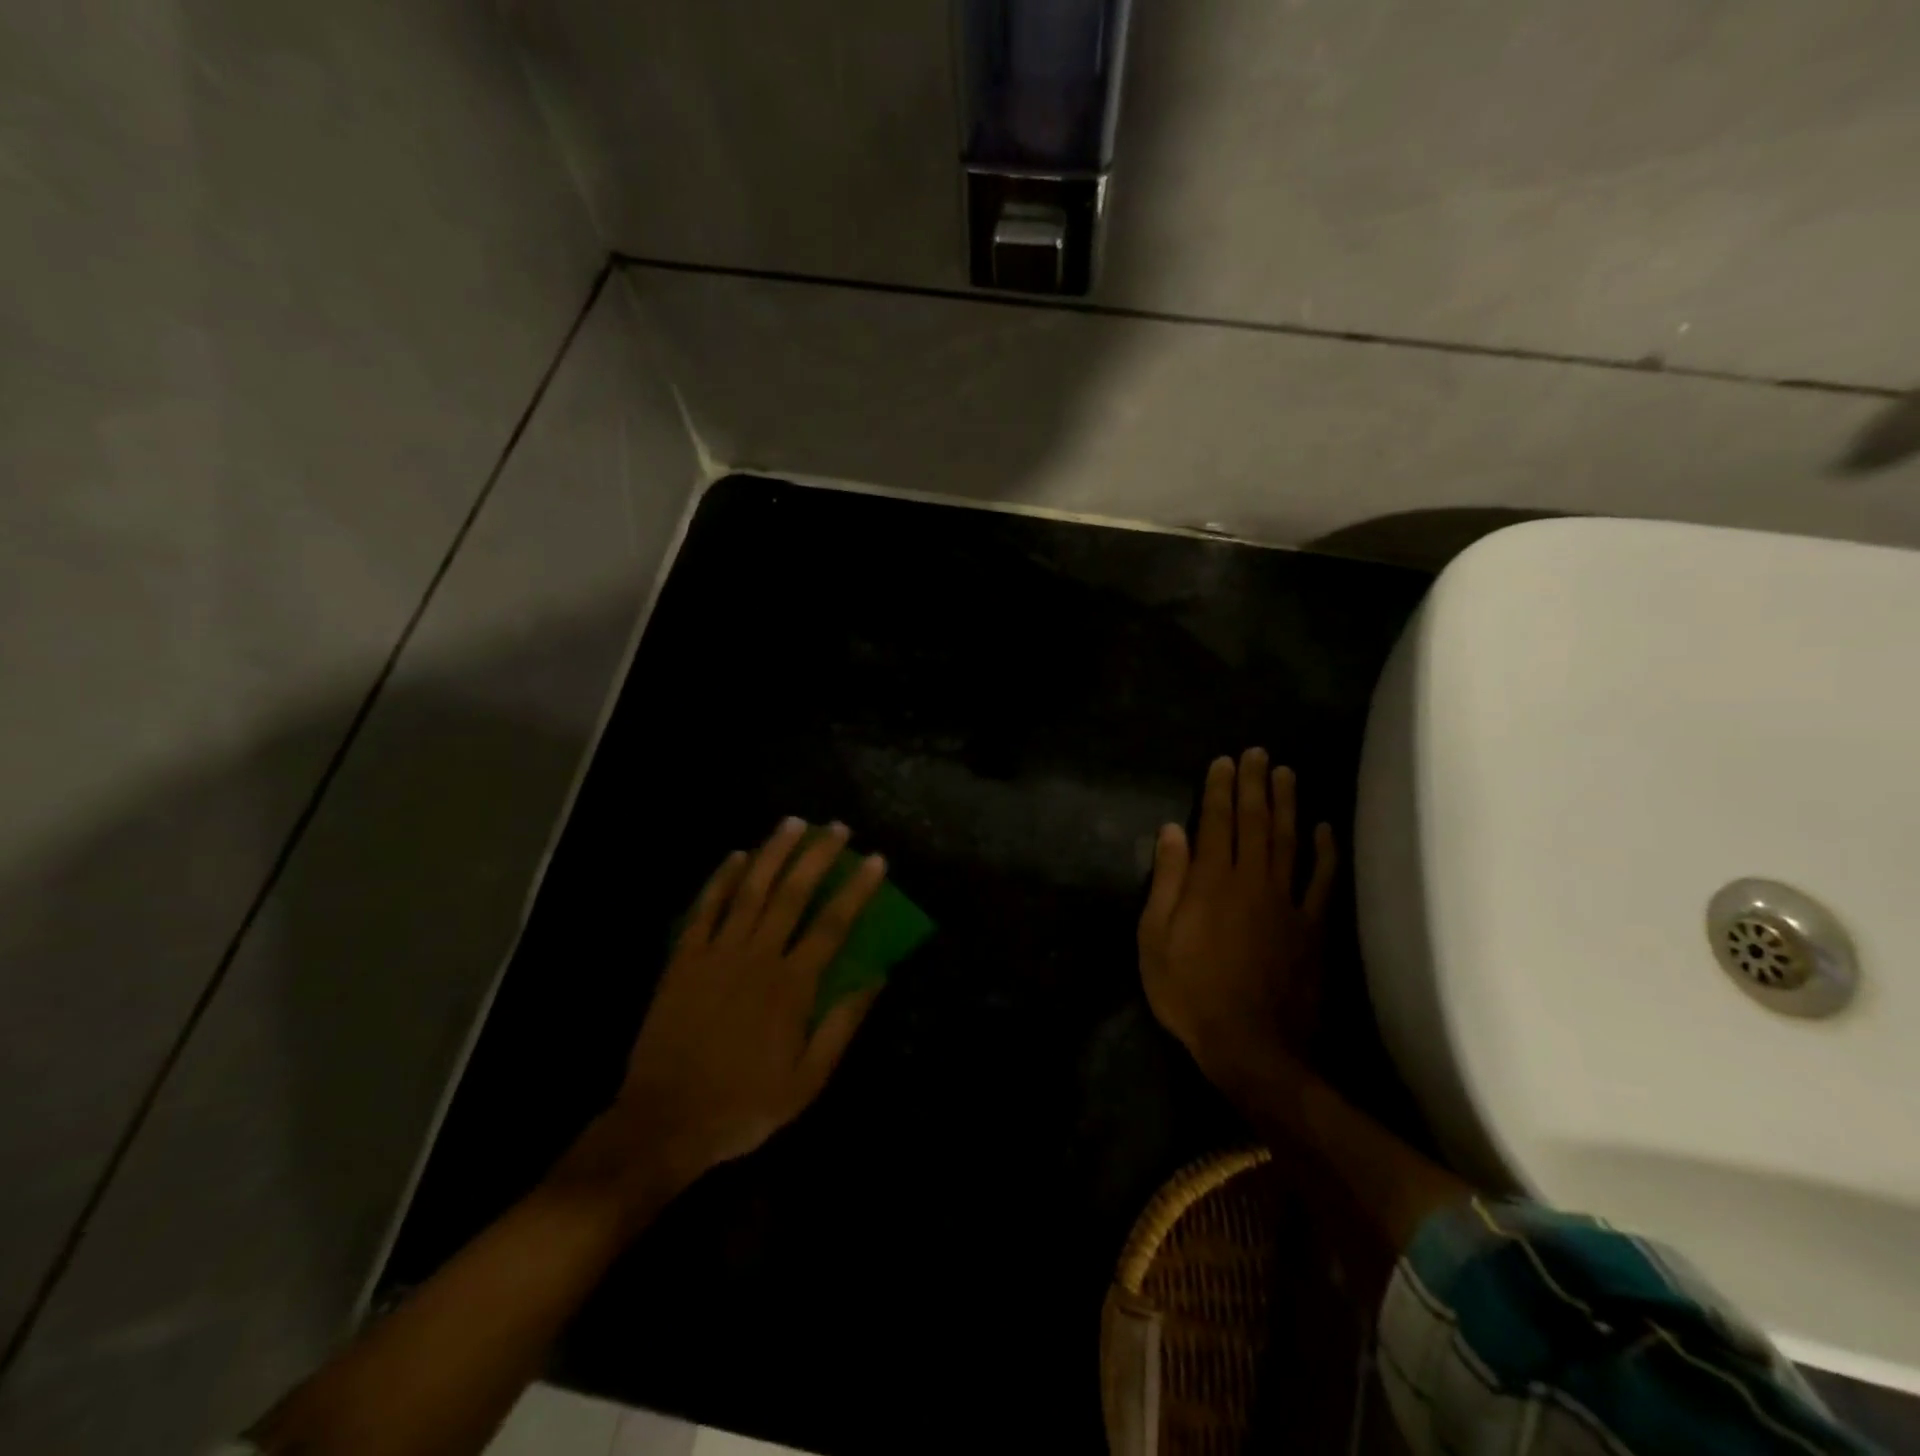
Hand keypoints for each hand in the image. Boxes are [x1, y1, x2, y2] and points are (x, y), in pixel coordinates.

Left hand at [556, 818, 887, 1217]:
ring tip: (792, 823)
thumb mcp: (807, 1081)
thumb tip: (877, 977)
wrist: (665, 1121)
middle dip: (817, 856)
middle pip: (792, 894)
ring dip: (772, 853)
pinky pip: (705, 909)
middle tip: (837, 827)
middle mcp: (757, 957)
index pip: (833, 924)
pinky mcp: (683, 960)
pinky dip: (721, 880)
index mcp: (792, 986)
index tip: (875, 860)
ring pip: (750, 891)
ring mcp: (716, 954)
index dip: (857, 889)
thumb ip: (842, 1025)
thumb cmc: (744, 1105)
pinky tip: (736, 856)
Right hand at [1138, 749, 1336, 1094]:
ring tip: (1287, 773)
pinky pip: (1320, 882)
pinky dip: (1324, 853)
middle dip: (1254, 785)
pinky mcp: (1311, 928)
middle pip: (1254, 823)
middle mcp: (1251, 881)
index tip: (1223, 761)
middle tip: (1258, 753)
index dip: (1218, 790)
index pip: (1215, 823)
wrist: (1252, 1047)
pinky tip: (1324, 829)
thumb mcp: (1155, 939)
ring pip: (1288, 842)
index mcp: (1210, 883)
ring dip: (1287, 805)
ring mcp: (1286, 903)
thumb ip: (1166, 881)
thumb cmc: (1190, 993)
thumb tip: (1171, 831)